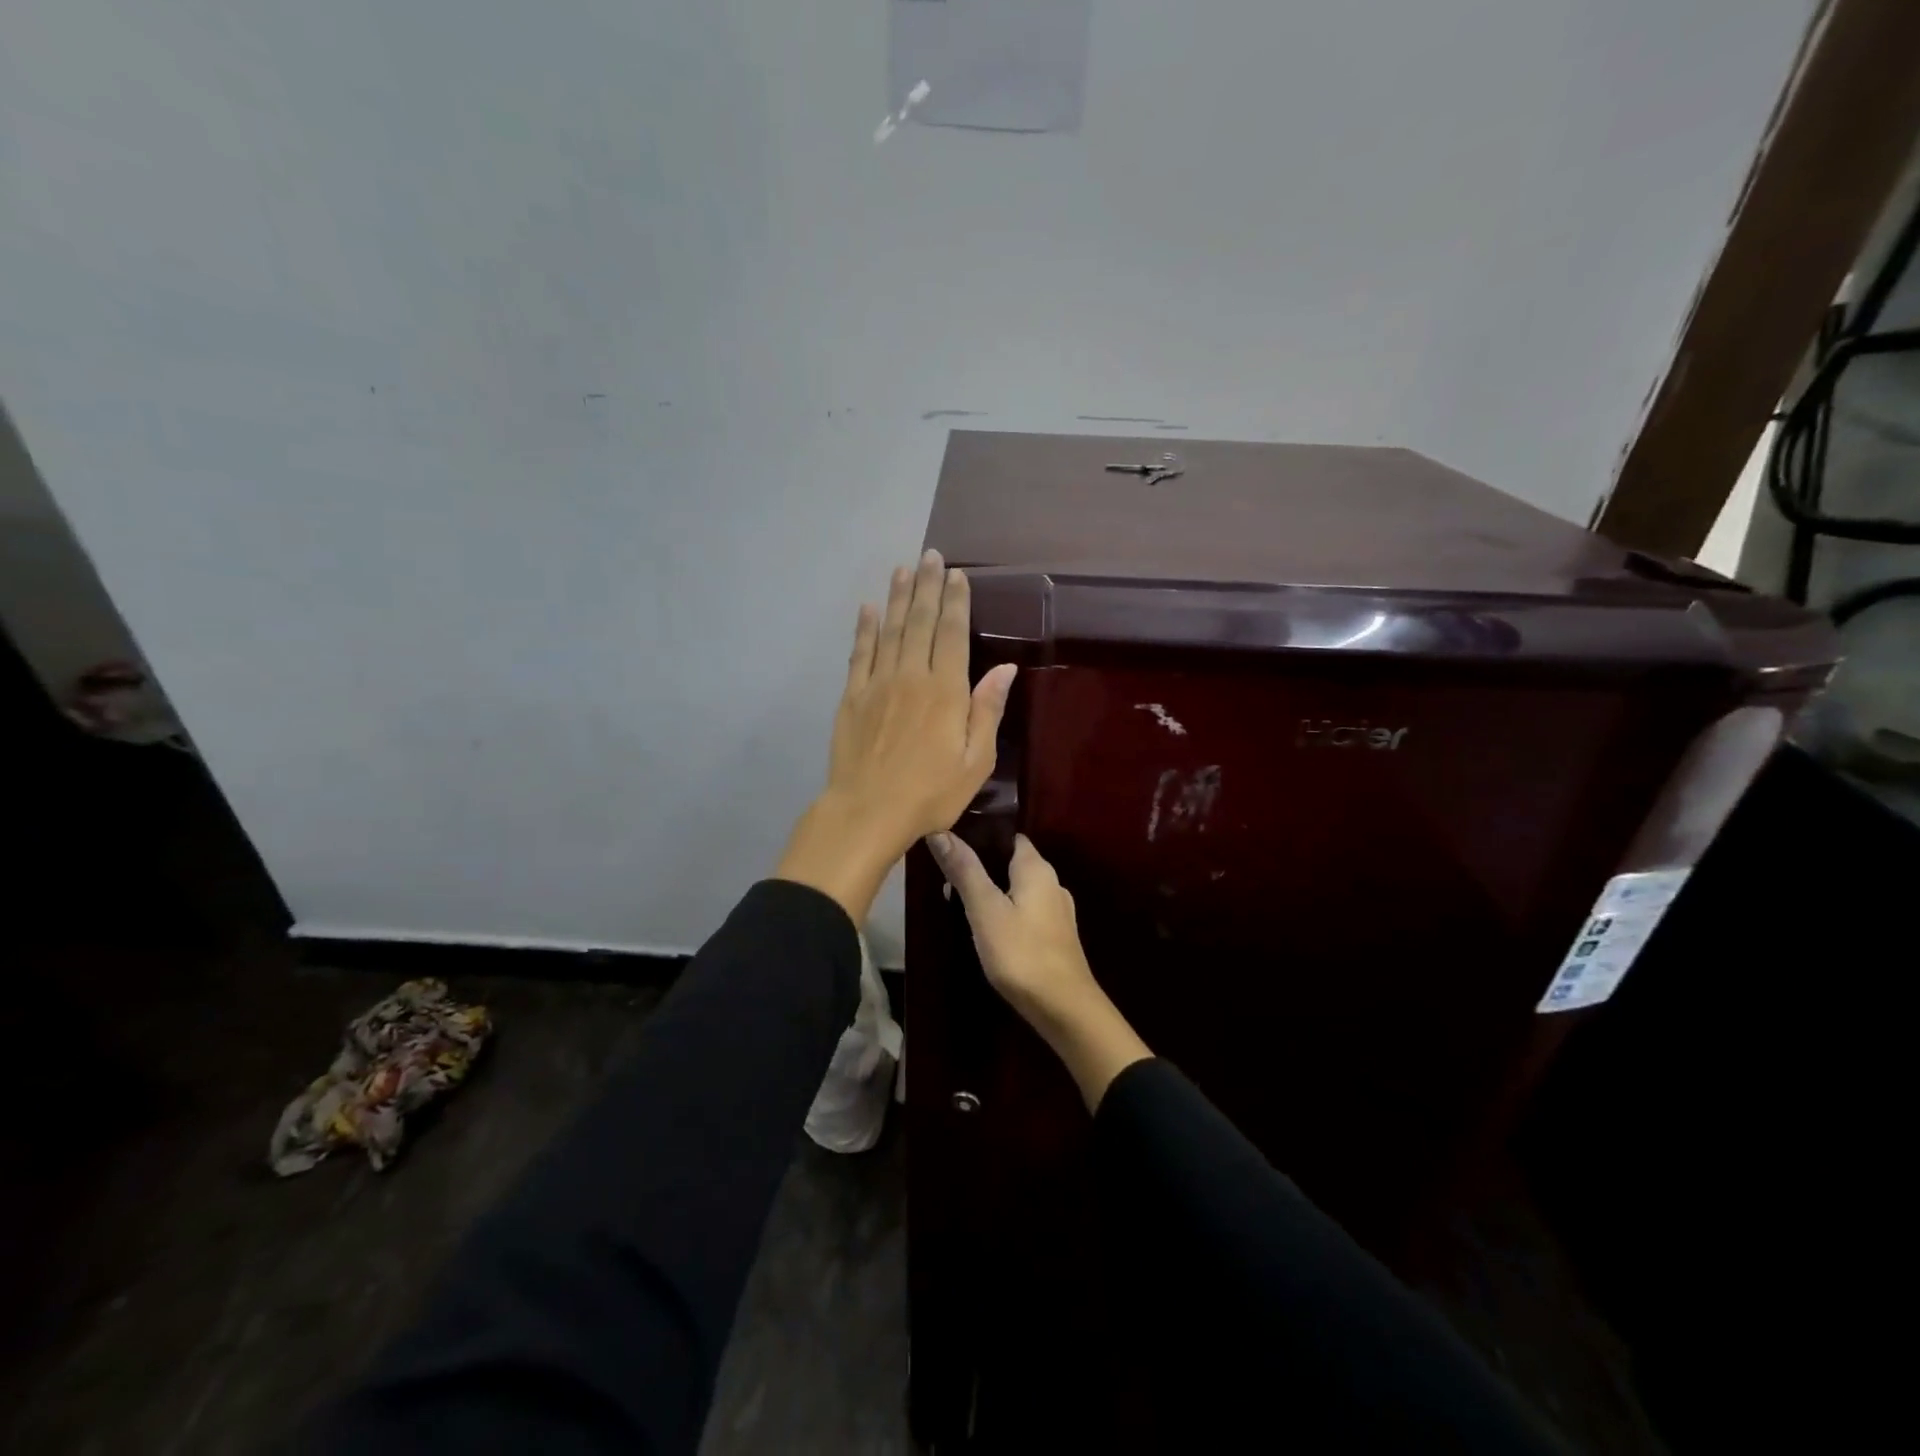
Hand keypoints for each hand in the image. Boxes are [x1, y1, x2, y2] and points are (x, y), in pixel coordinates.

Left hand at [775, 549, 1017, 925]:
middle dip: (927, 587)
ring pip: (890, 630)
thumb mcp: (975, 762)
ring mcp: (877, 684)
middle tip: (929, 556)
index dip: (955, 602)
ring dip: (897, 598)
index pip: (952, 634)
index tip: (956, 575)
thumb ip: (987, 711)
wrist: (867, 812)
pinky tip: (868, 609)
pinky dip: (864, 629)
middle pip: (920, 622)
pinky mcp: (852, 696)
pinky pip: (860, 653)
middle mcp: (911, 676)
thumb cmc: (930, 794)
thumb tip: (1005, 670)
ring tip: (903, 569)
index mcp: (945, 691)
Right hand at [927, 831, 1151, 1111]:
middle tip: (946, 877)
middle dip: (981, 866)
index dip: (981, 835)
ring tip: (958, 903)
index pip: (1009, 836)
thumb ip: (965, 870)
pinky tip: (986, 928)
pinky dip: (1004, 912)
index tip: (950, 841)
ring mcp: (1057, 911)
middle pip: (1011, 862)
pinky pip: (1024, 912)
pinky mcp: (1055, 936)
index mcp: (1037, 868)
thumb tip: (940, 831)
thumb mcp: (985, 910)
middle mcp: (1052, 882)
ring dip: (991, 891)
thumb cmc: (1021, 953)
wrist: (1064, 1008)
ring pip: (1017, 889)